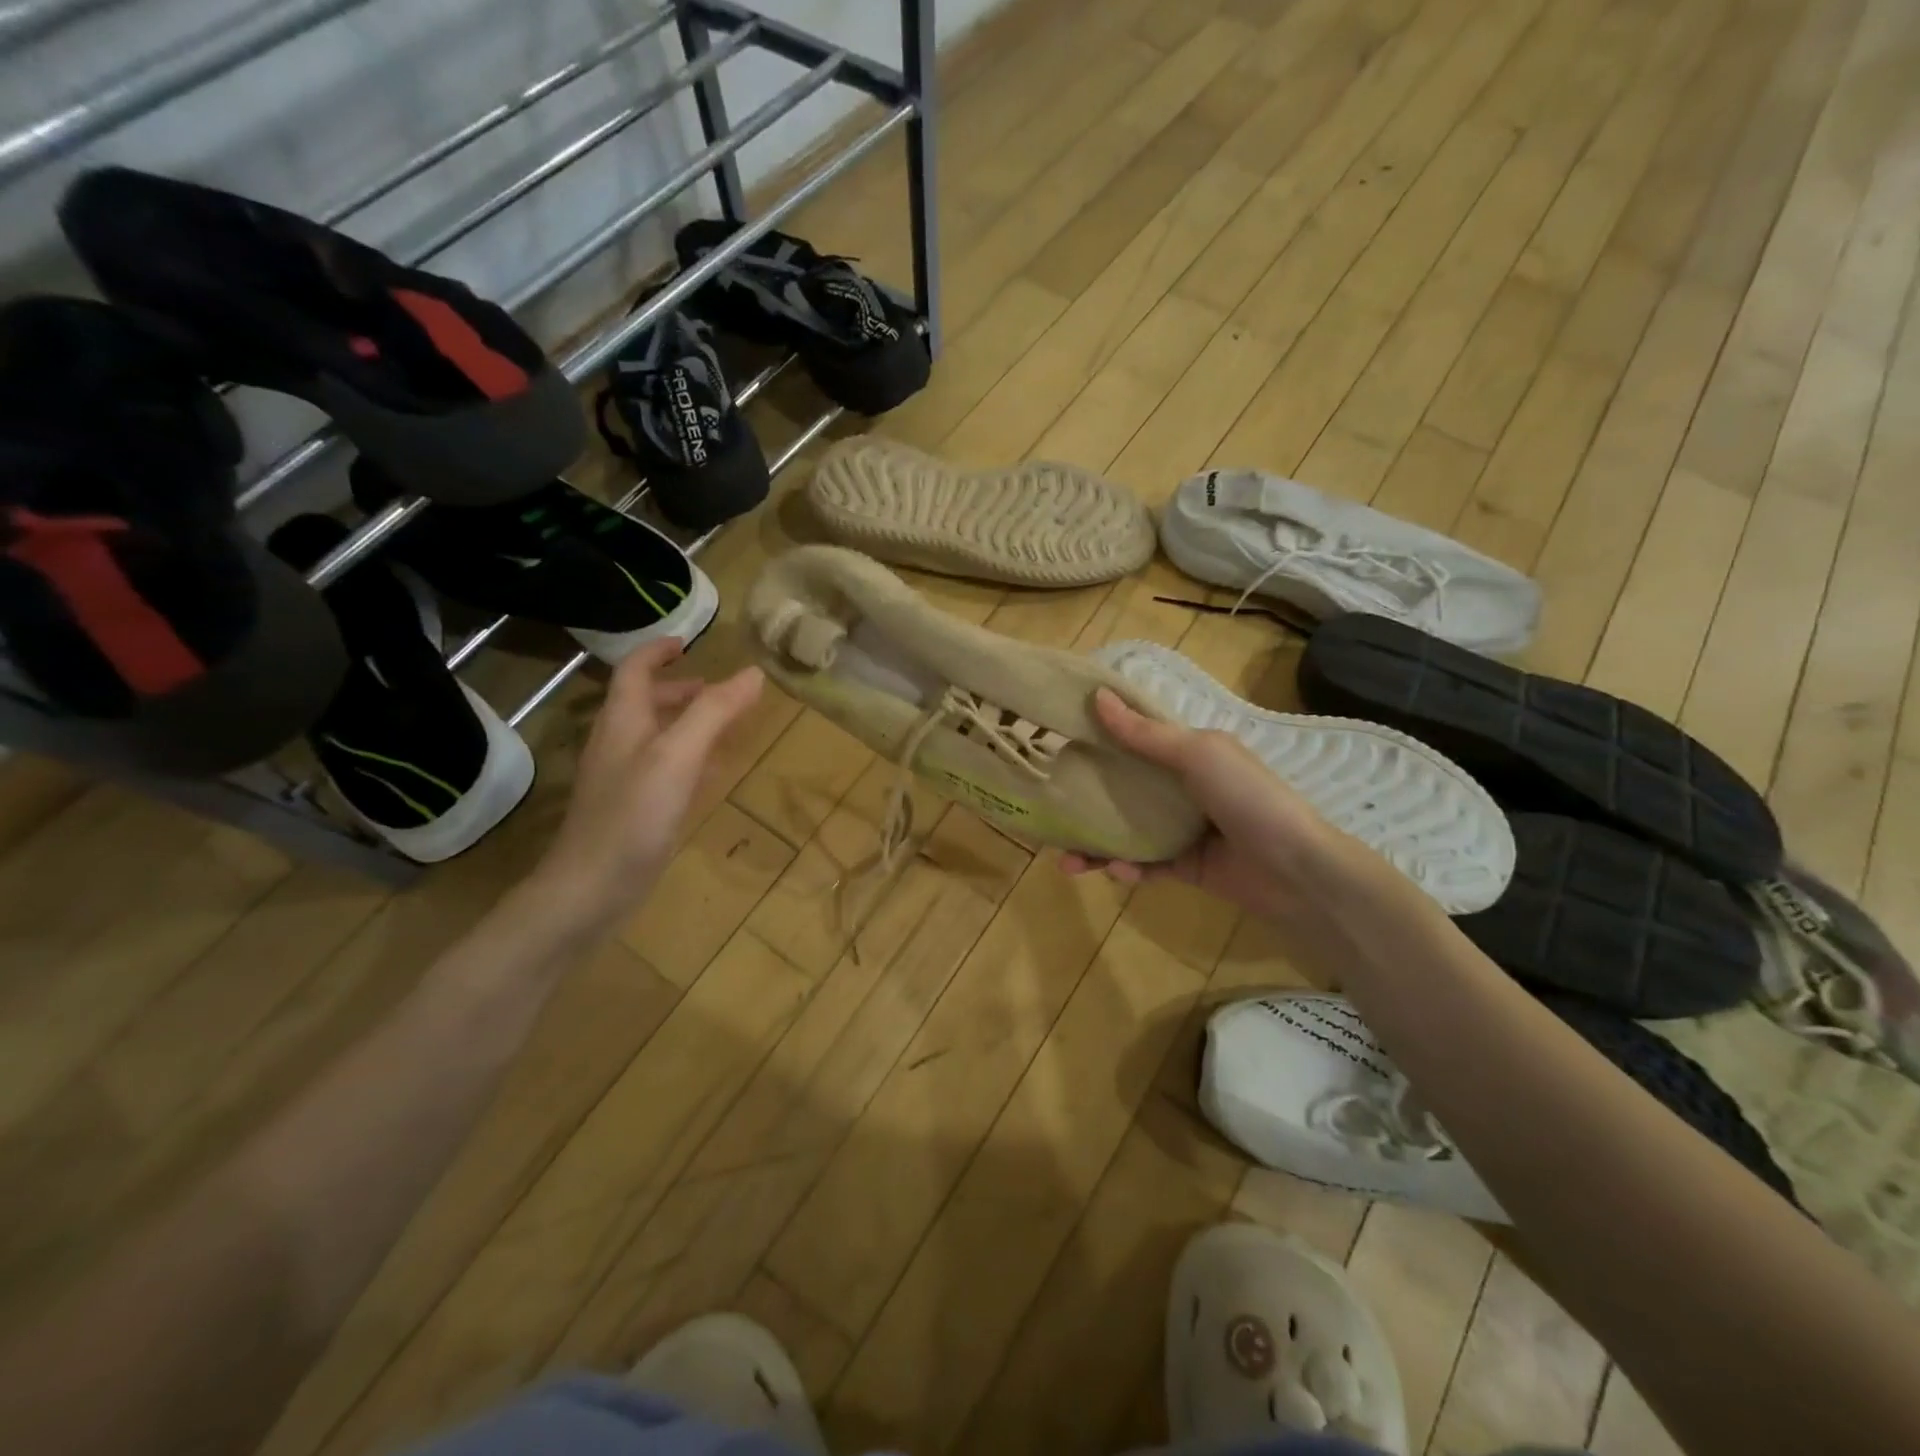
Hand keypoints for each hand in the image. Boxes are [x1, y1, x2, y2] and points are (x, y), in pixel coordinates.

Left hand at [529, 639, 762, 925]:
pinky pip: (663, 770)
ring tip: (723, 725)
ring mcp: (623, 779)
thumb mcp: (679, 755)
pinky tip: (709, 776)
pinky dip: (688, 759)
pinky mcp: (633, 810)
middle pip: (645, 703)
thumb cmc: (633, 815)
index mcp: (623, 721)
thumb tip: (753, 673)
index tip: (686, 641)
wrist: (591, 889)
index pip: (634, 670)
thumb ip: (715, 711)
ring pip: (656, 737)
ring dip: (686, 723)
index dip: (657, 651)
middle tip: (718, 690)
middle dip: (680, 689)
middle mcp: (619, 744)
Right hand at [1062, 688, 1381, 921]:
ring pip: (1126, 833)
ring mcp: (1183, 830)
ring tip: (1066, 863)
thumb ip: (1145, 734)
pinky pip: (1146, 867)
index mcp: (1188, 754)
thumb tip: (1098, 697)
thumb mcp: (1198, 755)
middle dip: (1085, 801)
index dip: (1099, 737)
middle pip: (1122, 790)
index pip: (1135, 739)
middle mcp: (1182, 788)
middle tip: (1049, 810)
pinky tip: (1116, 872)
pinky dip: (1128, 870)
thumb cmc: (1249, 798)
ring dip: (1095, 846)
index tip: (1058, 738)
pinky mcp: (1185, 867)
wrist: (1297, 870)